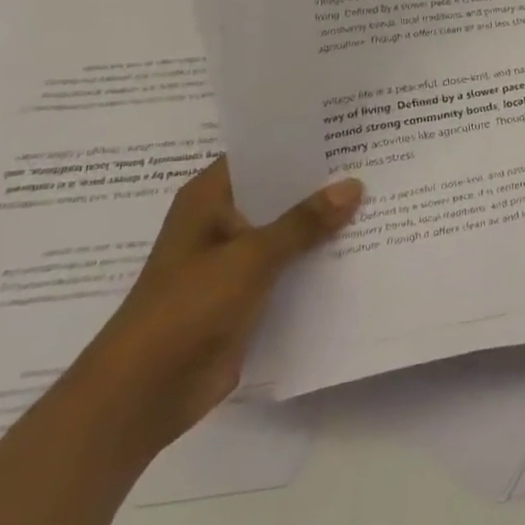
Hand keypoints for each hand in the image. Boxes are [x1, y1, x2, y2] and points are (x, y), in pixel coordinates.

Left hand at [68, 158, 363, 458]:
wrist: (143, 394)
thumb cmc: (186, 308)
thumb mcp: (251, 257)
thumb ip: (304, 222)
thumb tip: (354, 185)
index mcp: (209, 200)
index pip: (262, 154)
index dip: (302, 142)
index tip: (348, 129)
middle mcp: (222, 222)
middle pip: (280, 192)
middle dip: (324, 184)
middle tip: (378, 162)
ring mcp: (235, 260)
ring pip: (289, 231)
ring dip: (325, 224)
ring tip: (381, 199)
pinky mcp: (248, 295)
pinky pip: (291, 267)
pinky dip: (319, 260)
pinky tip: (363, 249)